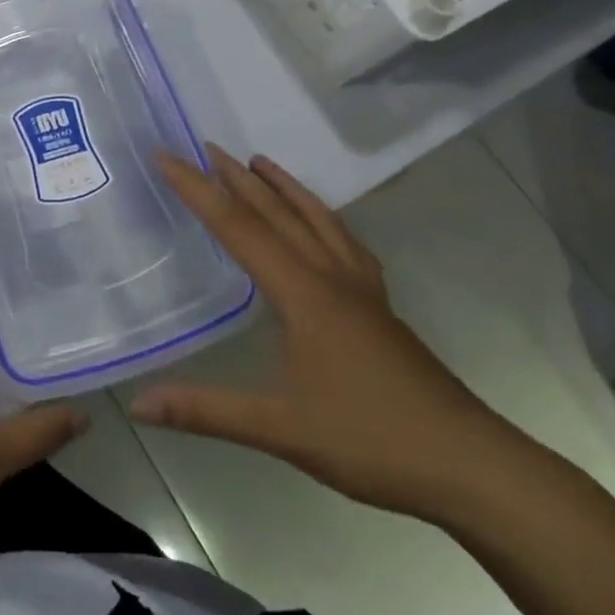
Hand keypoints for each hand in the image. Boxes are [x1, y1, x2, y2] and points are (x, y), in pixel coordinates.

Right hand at [130, 146, 522, 520]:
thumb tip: (139, 404)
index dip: (197, 189)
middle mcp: (332, 278)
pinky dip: (321, 217)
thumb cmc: (373, 441)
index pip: (238, 227)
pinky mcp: (380, 308)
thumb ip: (206, 411)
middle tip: (203, 146)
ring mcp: (362, 290)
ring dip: (282, 187)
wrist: (475, 468)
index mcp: (303, 293)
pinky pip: (344, 242)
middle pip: (277, 213)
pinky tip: (320, 224)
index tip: (165, 156)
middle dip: (236, 177)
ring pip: (316, 220)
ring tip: (258, 162)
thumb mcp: (281, 429)